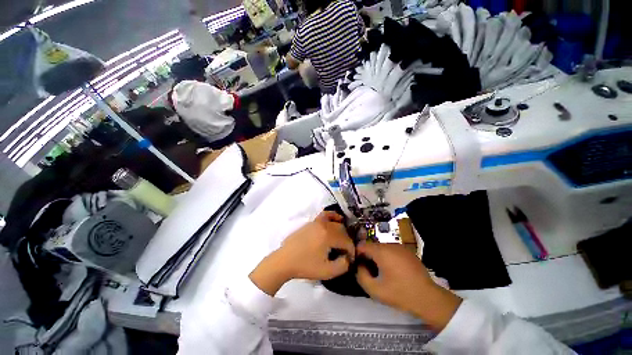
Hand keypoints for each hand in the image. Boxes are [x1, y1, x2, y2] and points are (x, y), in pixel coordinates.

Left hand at [250, 211, 353, 295]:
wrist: (285, 260)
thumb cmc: (305, 266)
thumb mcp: (327, 272)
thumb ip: (343, 265)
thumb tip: (348, 258)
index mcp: (328, 236)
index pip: (346, 241)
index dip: (351, 251)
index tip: (350, 259)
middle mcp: (324, 225)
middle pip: (342, 231)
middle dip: (347, 241)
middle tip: (345, 252)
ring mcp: (317, 222)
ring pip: (335, 223)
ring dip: (342, 231)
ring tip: (342, 239)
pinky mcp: (312, 222)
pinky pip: (325, 215)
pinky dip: (333, 216)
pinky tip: (337, 219)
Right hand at [355, 243, 461, 330]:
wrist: (428, 298)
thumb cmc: (400, 294)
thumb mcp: (376, 290)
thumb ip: (361, 276)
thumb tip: (359, 266)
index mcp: (382, 252)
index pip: (363, 246)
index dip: (357, 253)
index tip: (356, 264)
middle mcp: (390, 245)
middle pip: (372, 246)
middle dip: (367, 255)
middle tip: (367, 269)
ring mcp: (400, 247)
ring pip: (382, 248)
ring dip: (377, 256)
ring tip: (379, 270)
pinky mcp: (407, 252)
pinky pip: (391, 250)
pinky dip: (387, 256)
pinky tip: (391, 269)